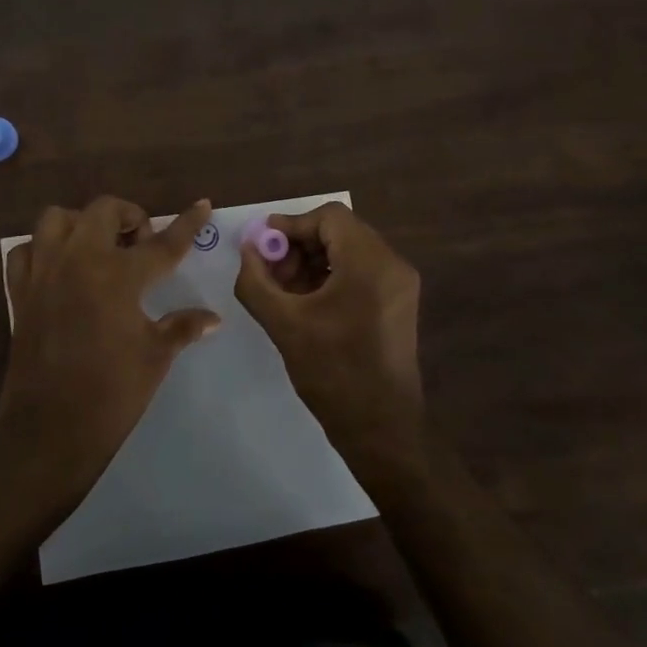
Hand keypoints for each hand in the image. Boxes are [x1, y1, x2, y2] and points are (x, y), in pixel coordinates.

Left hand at [1, 196, 221, 493]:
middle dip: (129, 216)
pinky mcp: (20, 291)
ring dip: (81, 223)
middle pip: (104, 211)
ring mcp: (44, 272)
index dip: (187, 224)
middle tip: (141, 243)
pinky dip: (42, 249)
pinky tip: (59, 268)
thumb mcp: (155, 356)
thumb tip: (214, 318)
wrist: (50, 429)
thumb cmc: (112, 392)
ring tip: (97, 247)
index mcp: (118, 275)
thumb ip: (183, 327)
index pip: (163, 243)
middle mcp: (79, 260)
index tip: (202, 204)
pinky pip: (26, 251)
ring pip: (56, 219)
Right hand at [234, 202, 423, 467]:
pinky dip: (330, 277)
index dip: (290, 226)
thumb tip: (247, 250)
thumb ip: (256, 281)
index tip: (261, 246)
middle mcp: (392, 264)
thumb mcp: (284, 324)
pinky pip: (359, 272)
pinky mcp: (398, 303)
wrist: (382, 429)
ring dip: (312, 262)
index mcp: (370, 263)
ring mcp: (399, 284)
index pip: (328, 217)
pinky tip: (305, 303)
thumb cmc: (333, 373)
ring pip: (348, 251)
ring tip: (282, 291)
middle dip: (298, 246)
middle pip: (339, 232)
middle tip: (268, 271)